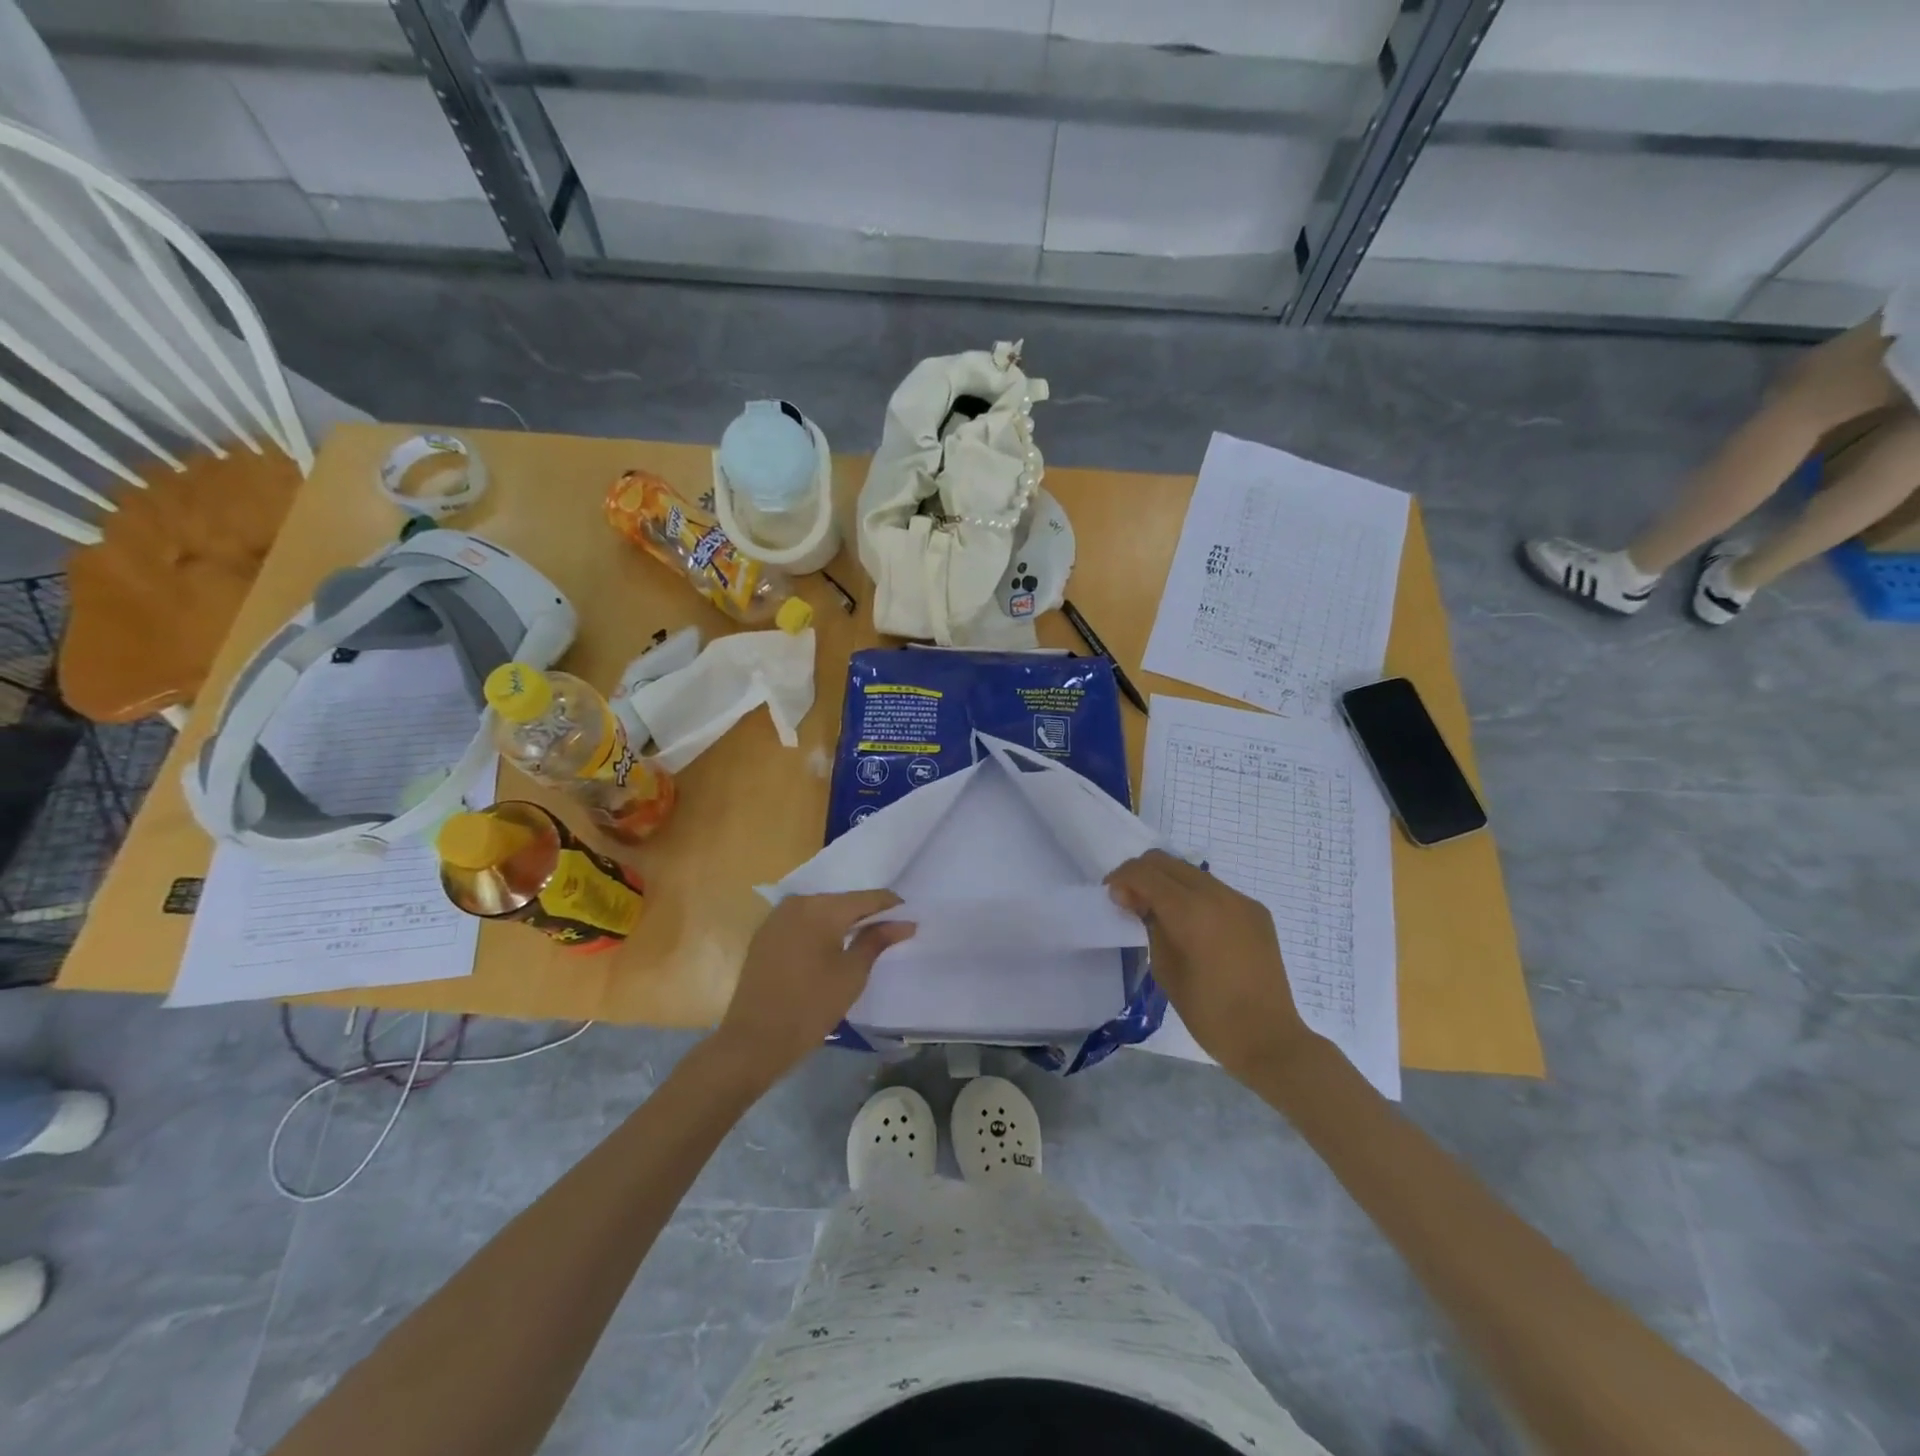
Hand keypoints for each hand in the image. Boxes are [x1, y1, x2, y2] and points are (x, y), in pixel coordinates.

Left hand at [714, 891, 914, 1082]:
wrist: (754, 1040)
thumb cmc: (811, 1006)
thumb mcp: (852, 974)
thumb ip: (877, 940)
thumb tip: (904, 922)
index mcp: (821, 908)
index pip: (867, 898)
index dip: (891, 907)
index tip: (909, 920)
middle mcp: (797, 903)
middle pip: (843, 901)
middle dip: (866, 915)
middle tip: (889, 933)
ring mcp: (777, 917)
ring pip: (821, 911)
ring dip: (842, 923)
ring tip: (863, 942)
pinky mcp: (765, 934)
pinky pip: (802, 922)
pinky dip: (820, 930)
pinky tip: (831, 949)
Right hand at [1106, 850, 1316, 1079]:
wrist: (1268, 1038)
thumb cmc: (1208, 1012)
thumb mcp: (1165, 968)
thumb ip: (1151, 926)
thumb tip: (1139, 902)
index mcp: (1190, 911)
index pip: (1144, 872)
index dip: (1121, 878)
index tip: (1112, 898)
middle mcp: (1217, 894)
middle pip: (1166, 862)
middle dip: (1141, 874)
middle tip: (1130, 901)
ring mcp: (1241, 900)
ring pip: (1191, 872)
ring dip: (1167, 883)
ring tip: (1159, 912)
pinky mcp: (1256, 911)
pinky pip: (1215, 890)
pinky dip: (1193, 896)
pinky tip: (1192, 925)